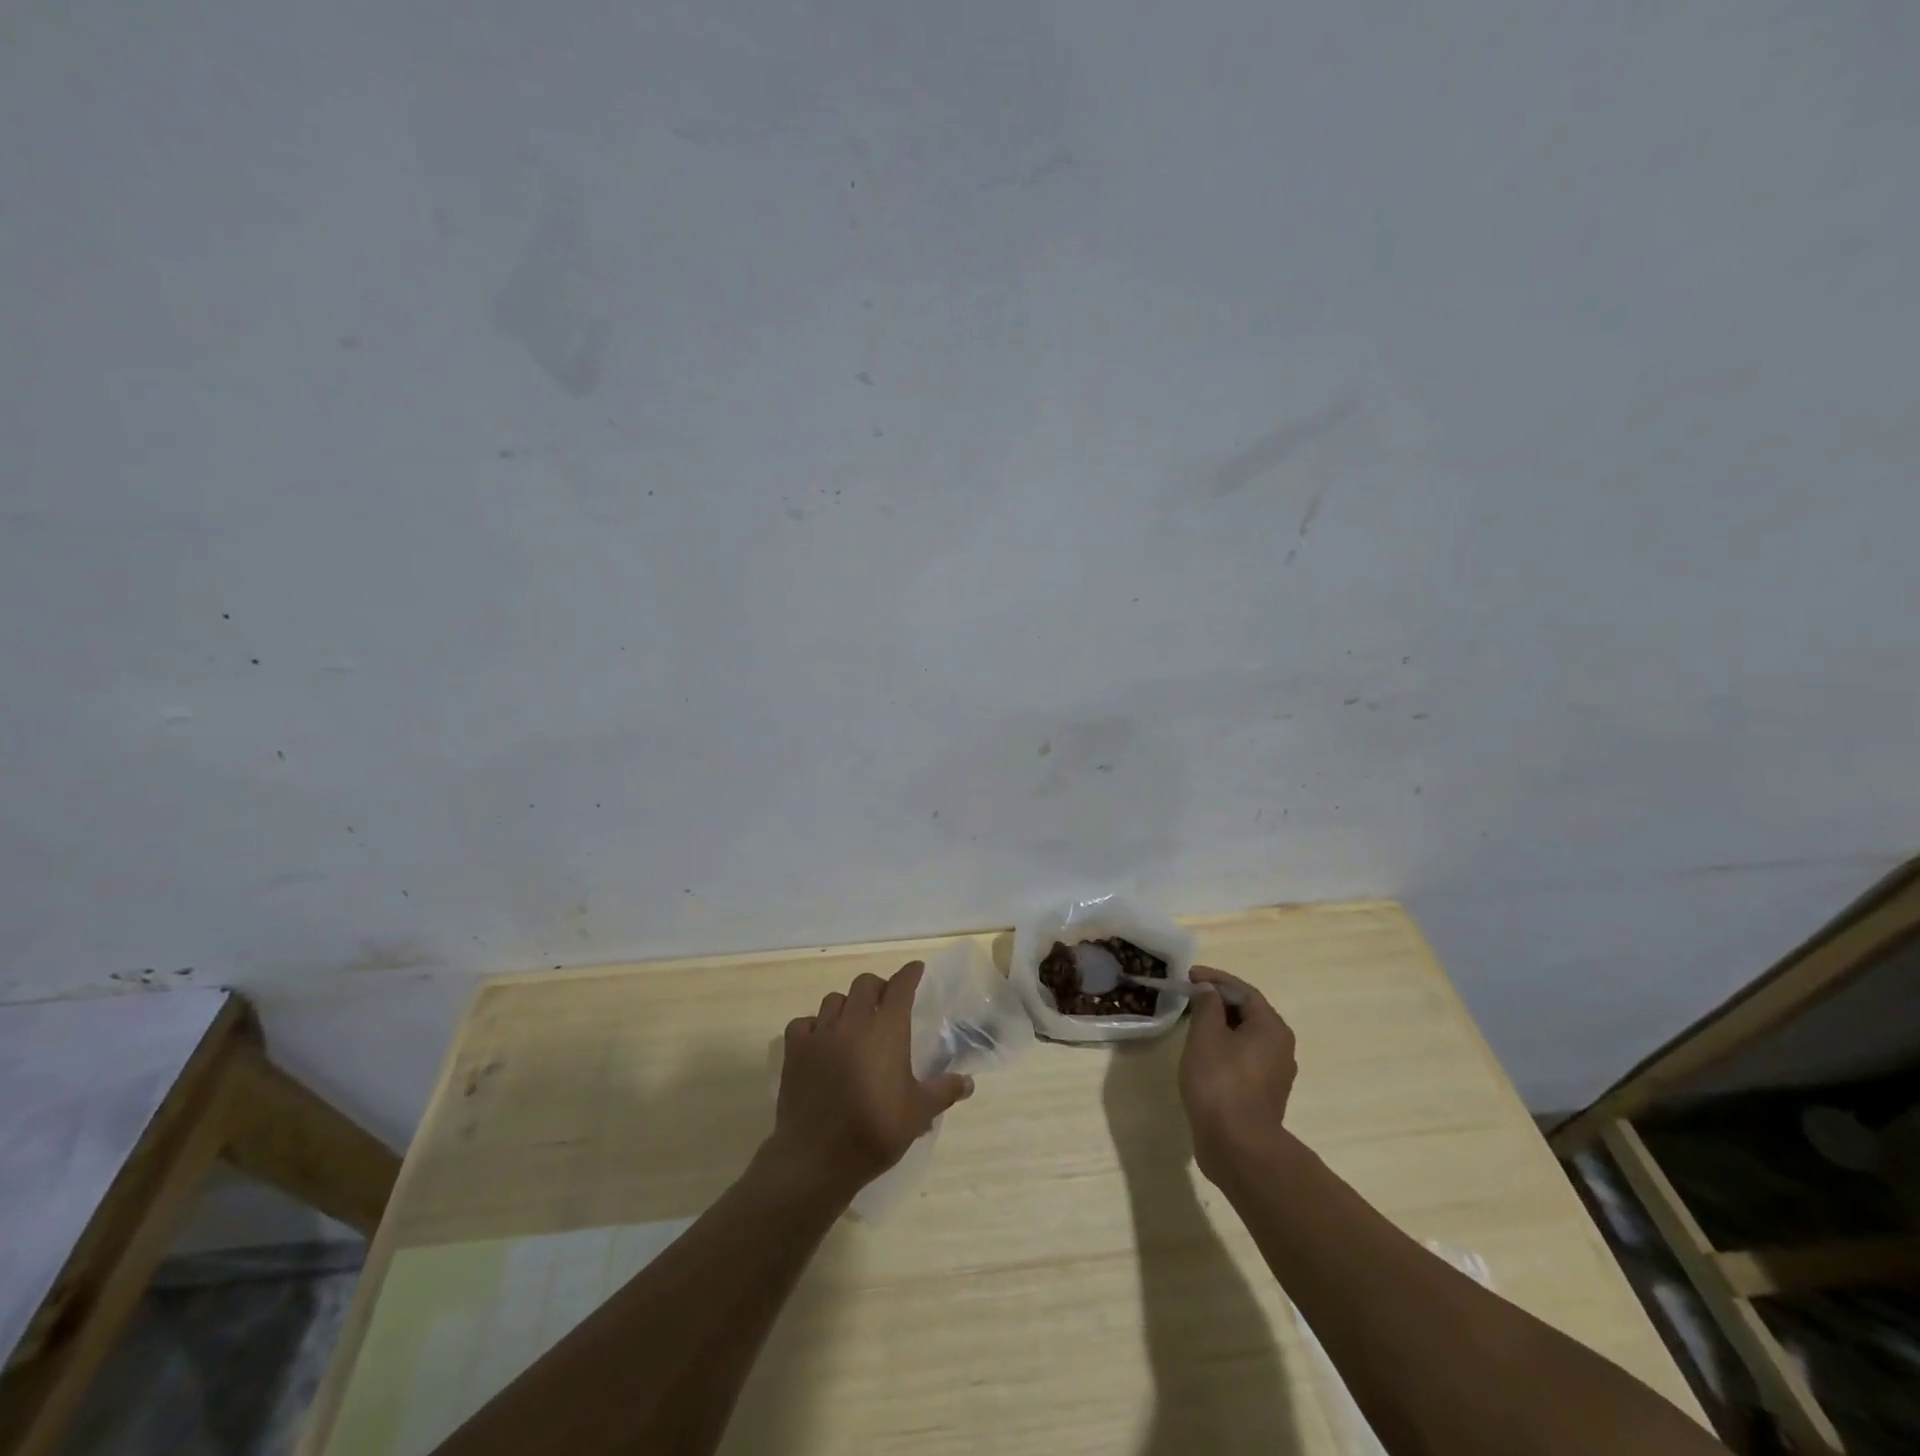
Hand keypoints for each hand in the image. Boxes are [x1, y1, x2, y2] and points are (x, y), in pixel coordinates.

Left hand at [768, 960, 973, 1201]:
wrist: (818, 1157)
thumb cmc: (875, 1130)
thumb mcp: (918, 1113)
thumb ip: (944, 1091)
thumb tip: (968, 1082)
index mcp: (887, 1029)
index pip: (900, 987)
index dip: (909, 974)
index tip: (915, 969)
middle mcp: (853, 1021)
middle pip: (864, 984)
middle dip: (877, 987)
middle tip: (884, 1003)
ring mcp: (820, 1034)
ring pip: (833, 1000)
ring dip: (846, 1005)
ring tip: (852, 1023)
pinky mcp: (795, 1051)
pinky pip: (803, 1024)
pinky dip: (813, 1026)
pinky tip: (820, 1041)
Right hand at [1178, 965, 1296, 1187]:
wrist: (1237, 1145)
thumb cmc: (1220, 1081)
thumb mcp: (1206, 1035)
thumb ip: (1207, 1005)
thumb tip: (1209, 991)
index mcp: (1271, 1028)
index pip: (1244, 991)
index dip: (1215, 979)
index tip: (1189, 976)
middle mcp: (1280, 1047)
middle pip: (1248, 1012)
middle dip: (1218, 1000)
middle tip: (1189, 996)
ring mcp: (1274, 1073)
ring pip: (1245, 1037)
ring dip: (1220, 1024)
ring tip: (1192, 1022)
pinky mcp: (1263, 1094)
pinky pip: (1243, 1058)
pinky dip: (1224, 1047)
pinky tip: (1203, 1053)